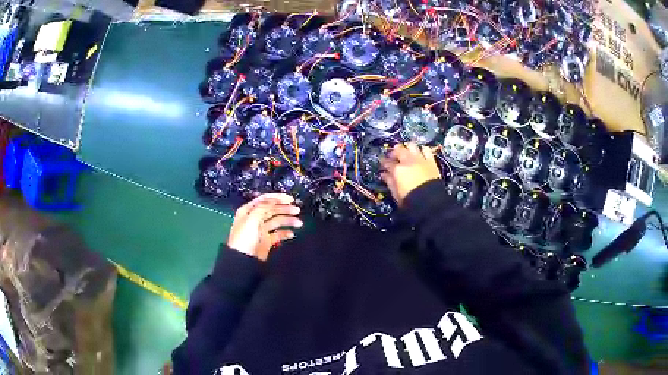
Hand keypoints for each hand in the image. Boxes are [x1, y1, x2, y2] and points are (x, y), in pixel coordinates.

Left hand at [227, 193, 302, 260]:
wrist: (243, 261)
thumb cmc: (244, 239)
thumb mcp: (252, 219)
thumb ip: (263, 207)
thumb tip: (274, 200)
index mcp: (248, 211)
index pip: (264, 200)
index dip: (277, 198)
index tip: (290, 199)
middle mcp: (255, 219)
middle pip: (272, 210)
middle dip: (285, 209)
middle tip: (297, 210)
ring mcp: (261, 230)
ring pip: (277, 221)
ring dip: (288, 221)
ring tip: (299, 223)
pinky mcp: (266, 241)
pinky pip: (278, 234)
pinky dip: (285, 233)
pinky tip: (291, 234)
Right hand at [380, 143, 441, 205]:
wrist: (430, 202)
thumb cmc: (410, 200)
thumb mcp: (396, 194)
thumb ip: (389, 182)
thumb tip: (384, 174)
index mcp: (397, 170)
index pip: (387, 162)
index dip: (383, 162)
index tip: (382, 163)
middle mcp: (407, 161)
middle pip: (398, 149)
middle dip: (394, 152)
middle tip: (393, 156)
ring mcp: (420, 159)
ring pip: (411, 145)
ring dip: (407, 147)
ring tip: (406, 152)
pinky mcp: (431, 161)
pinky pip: (426, 149)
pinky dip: (422, 150)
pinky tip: (420, 153)